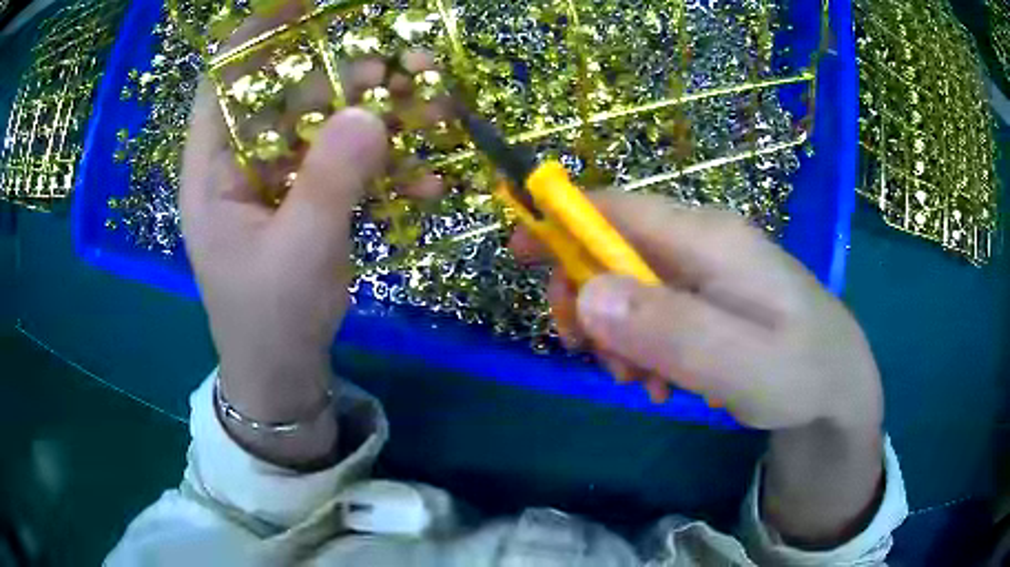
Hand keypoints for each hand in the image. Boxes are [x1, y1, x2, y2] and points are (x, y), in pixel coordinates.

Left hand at [181, 4, 441, 465]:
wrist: (284, 372)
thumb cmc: (270, 321)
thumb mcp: (296, 256)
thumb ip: (328, 184)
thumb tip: (371, 114)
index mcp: (213, 170)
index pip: (224, 81)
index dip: (259, 36)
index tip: (307, 7)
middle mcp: (243, 163)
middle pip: (290, 96)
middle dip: (346, 76)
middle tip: (402, 68)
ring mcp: (281, 179)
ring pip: (328, 126)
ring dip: (382, 116)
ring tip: (434, 109)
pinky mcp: (311, 198)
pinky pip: (350, 166)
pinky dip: (390, 168)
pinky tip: (428, 181)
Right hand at [513, 192, 881, 430]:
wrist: (838, 384)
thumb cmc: (800, 372)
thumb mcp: (740, 363)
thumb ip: (670, 330)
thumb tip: (588, 294)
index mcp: (708, 238)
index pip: (617, 209)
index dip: (560, 221)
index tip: (518, 253)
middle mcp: (702, 241)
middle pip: (614, 248)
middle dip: (588, 300)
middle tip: (591, 355)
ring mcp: (706, 269)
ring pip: (629, 286)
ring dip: (616, 333)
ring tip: (643, 382)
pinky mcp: (709, 295)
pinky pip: (654, 310)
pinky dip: (642, 345)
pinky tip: (663, 380)